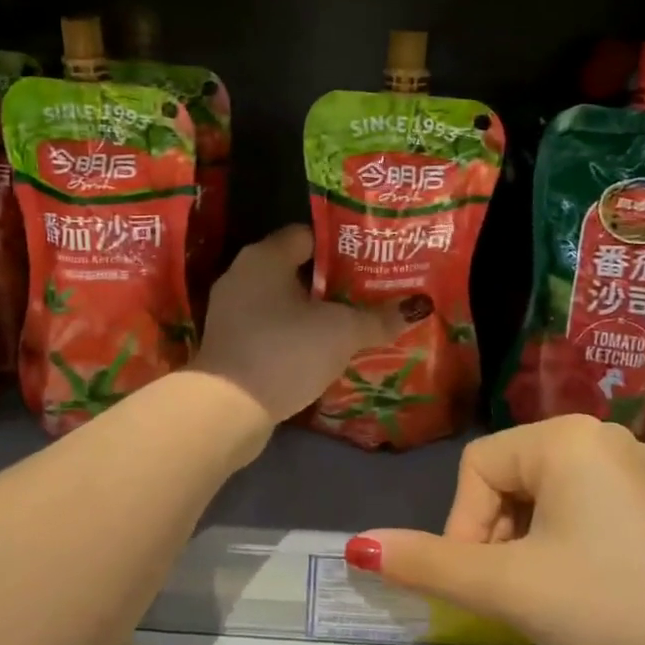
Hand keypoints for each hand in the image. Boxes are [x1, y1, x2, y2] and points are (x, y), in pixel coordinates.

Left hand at [194, 226, 406, 423]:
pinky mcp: (230, 344)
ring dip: (313, 311)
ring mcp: (231, 311)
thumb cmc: (286, 351)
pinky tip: (320, 351)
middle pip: (296, 268)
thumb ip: (377, 318)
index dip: (342, 246)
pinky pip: (270, 328)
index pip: (308, 235)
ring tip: (352, 322)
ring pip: (282, 301)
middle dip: (332, 281)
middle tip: (369, 292)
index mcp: (265, 257)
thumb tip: (417, 307)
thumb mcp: (341, 332)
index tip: (371, 260)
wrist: (227, 408)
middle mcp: (242, 275)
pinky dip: (294, 335)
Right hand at [349, 416, 644, 644]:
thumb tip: (355, 548)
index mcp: (565, 435)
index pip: (478, 468)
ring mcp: (643, 466)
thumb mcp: (507, 586)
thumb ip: (427, 563)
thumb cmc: (603, 607)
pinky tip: (592, 583)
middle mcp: (605, 434)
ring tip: (548, 591)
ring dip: (532, 538)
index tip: (478, 583)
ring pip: (552, 491)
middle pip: (515, 476)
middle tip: (512, 592)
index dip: (464, 526)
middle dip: (499, 533)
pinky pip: (594, 503)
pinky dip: (573, 537)